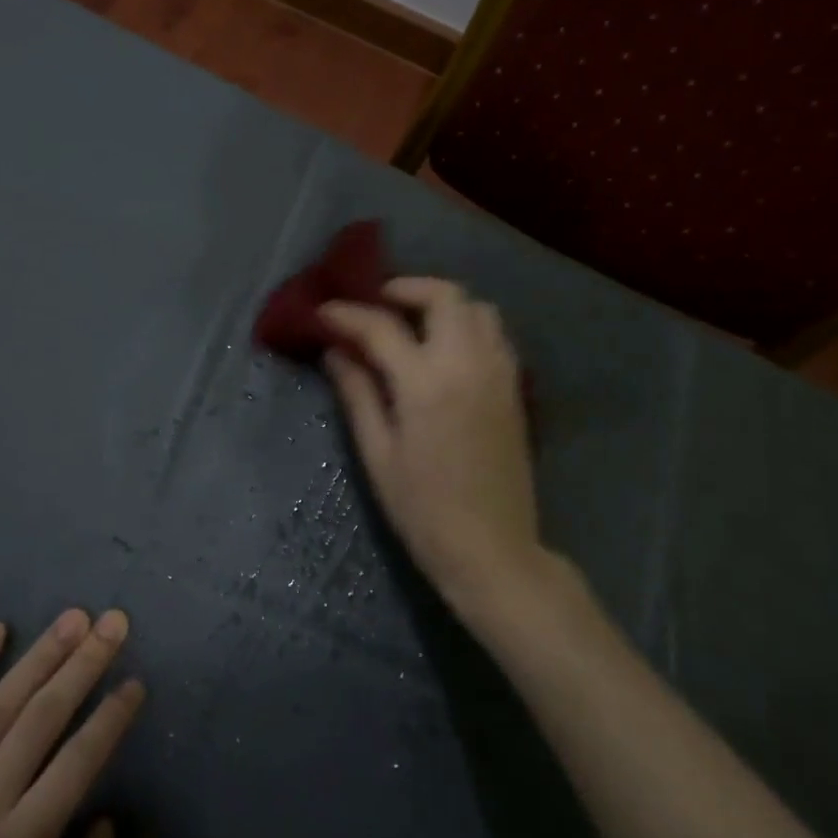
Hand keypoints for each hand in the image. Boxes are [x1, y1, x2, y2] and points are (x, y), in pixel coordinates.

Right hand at [321, 279, 545, 622]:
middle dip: (405, 289)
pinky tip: (443, 349)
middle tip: (376, 304)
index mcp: (426, 384)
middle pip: (444, 296)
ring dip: (441, 304)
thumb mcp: (378, 454)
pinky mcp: (514, 389)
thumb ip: (357, 394)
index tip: (324, 311)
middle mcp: (467, 365)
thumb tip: (335, 352)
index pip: (381, 327)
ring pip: (478, 308)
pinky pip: (494, 334)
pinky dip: (467, 325)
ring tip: (411, 322)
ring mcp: (498, 374)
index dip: (347, 314)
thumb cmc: (423, 509)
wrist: (492, 549)